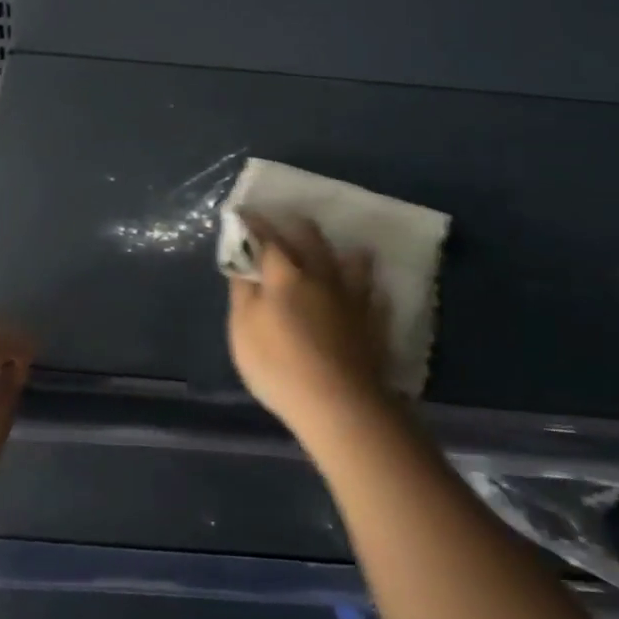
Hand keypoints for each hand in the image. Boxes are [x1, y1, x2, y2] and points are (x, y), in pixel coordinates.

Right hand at [227, 213, 391, 441]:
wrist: (339, 404)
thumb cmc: (279, 366)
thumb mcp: (243, 330)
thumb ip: (242, 293)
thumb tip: (243, 265)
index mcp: (285, 274)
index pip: (267, 238)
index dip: (254, 224)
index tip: (244, 213)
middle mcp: (321, 276)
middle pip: (312, 239)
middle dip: (297, 225)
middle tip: (288, 221)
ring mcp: (352, 299)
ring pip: (353, 263)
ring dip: (344, 252)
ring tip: (341, 251)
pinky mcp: (374, 324)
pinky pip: (375, 298)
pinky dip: (369, 291)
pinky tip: (369, 294)